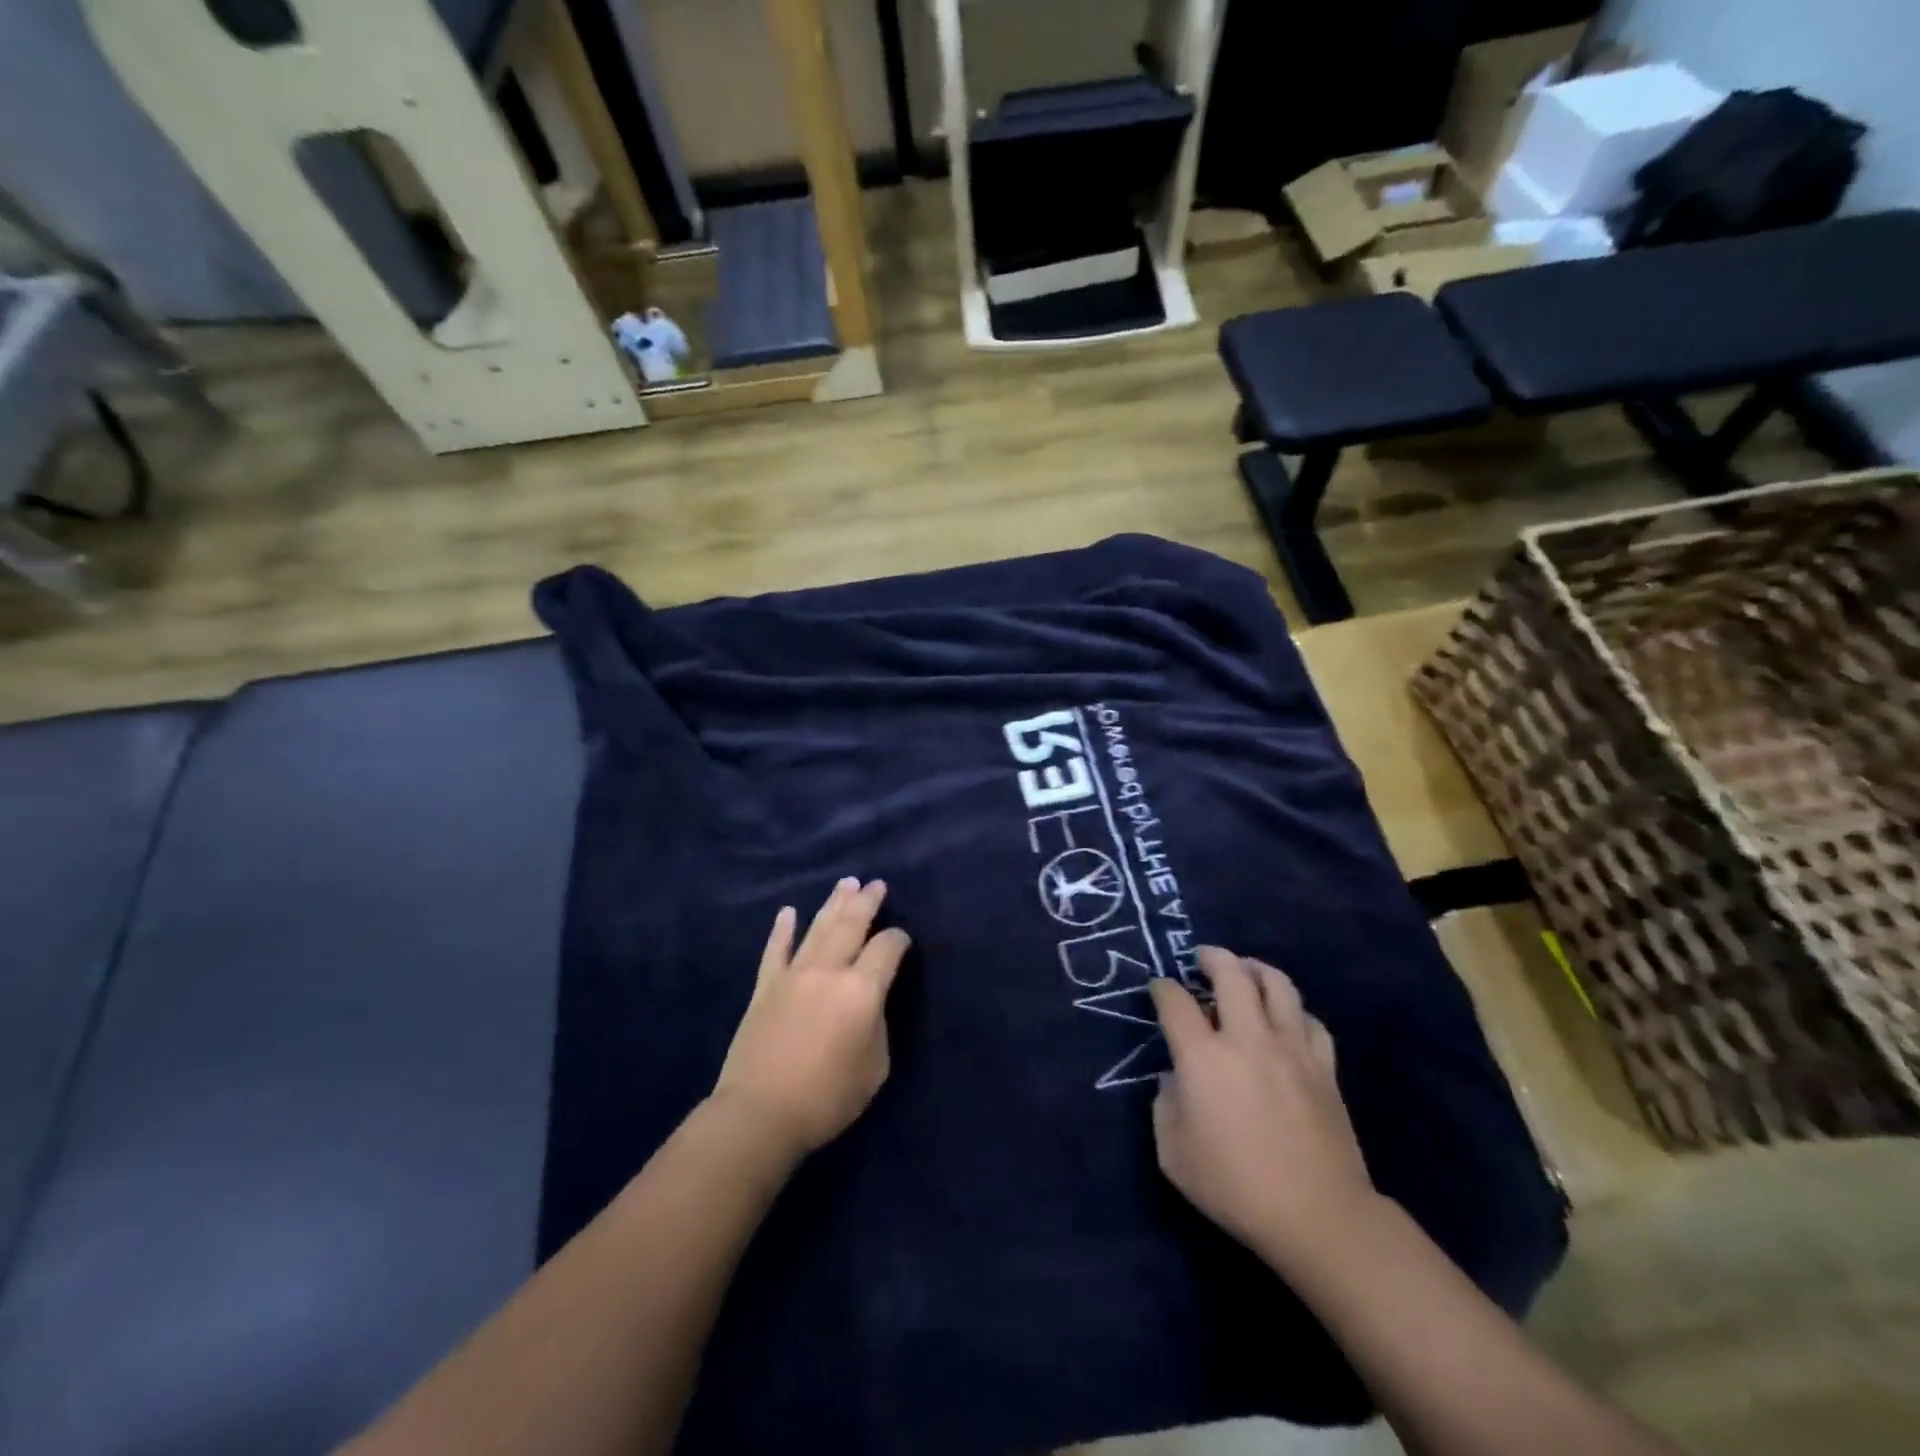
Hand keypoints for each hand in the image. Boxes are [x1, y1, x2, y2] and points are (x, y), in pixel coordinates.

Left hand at [713, 878, 910, 1158]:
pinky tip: (788, 911)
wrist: (760, 1113)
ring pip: (818, 928)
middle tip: (877, 884)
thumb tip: (868, 1004)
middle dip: (867, 902)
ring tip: (846, 883)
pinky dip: (783, 929)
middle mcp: (829, 971)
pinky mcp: (765, 987)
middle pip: (851, 925)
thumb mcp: (875, 1067)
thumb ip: (877, 1025)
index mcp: (862, 990)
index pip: (887, 949)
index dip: (899, 940)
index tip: (903, 940)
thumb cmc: (827, 1097)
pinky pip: (775, 950)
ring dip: (834, 903)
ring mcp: (793, 975)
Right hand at [1150, 946, 1376, 1275]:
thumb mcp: (1173, 1154)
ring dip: (1255, 969)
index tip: (1159, 988)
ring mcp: (1291, 1049)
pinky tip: (1285, 1019)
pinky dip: (1293, 1011)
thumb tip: (1175, 1079)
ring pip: (1277, 985)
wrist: (1318, 1216)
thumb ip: (1165, 1105)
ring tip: (1245, 972)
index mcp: (1203, 1058)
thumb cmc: (1235, 1187)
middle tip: (1202, 958)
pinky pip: (1310, 1021)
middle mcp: (1247, 1039)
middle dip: (1212, 957)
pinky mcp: (1324, 1067)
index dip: (1162, 988)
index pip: (1175, 1002)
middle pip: (1231, 974)